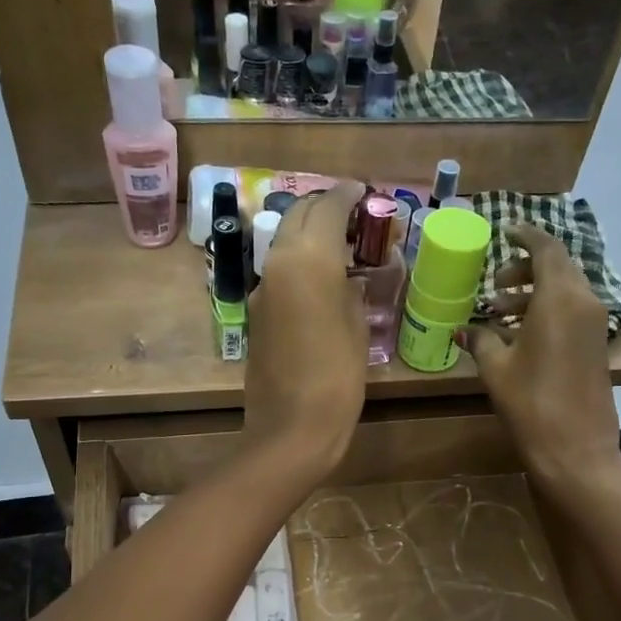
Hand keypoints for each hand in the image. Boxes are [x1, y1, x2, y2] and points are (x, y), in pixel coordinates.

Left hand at [244, 181, 367, 478]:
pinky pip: (279, 272)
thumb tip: (346, 277)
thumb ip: (350, 291)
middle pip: (299, 216)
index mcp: (309, 260)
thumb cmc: (336, 380)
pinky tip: (319, 278)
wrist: (290, 429)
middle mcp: (278, 264)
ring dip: (309, 233)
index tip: (363, 191)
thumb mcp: (357, 329)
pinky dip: (299, 261)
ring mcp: (262, 289)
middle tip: (353, 214)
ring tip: (339, 243)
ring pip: (285, 242)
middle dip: (325, 207)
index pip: (327, 208)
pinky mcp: (256, 314)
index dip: (348, 195)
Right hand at [462, 224, 620, 486]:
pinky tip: (520, 333)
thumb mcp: (496, 369)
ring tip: (499, 311)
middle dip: (525, 268)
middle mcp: (583, 302)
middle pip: (557, 267)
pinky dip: (547, 310)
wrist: (576, 449)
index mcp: (559, 298)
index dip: (525, 235)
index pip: (546, 248)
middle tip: (494, 283)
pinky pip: (572, 312)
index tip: (504, 231)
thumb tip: (464, 329)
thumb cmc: (531, 403)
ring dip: (534, 292)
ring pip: (565, 290)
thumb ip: (481, 339)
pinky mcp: (596, 345)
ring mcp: (594, 324)